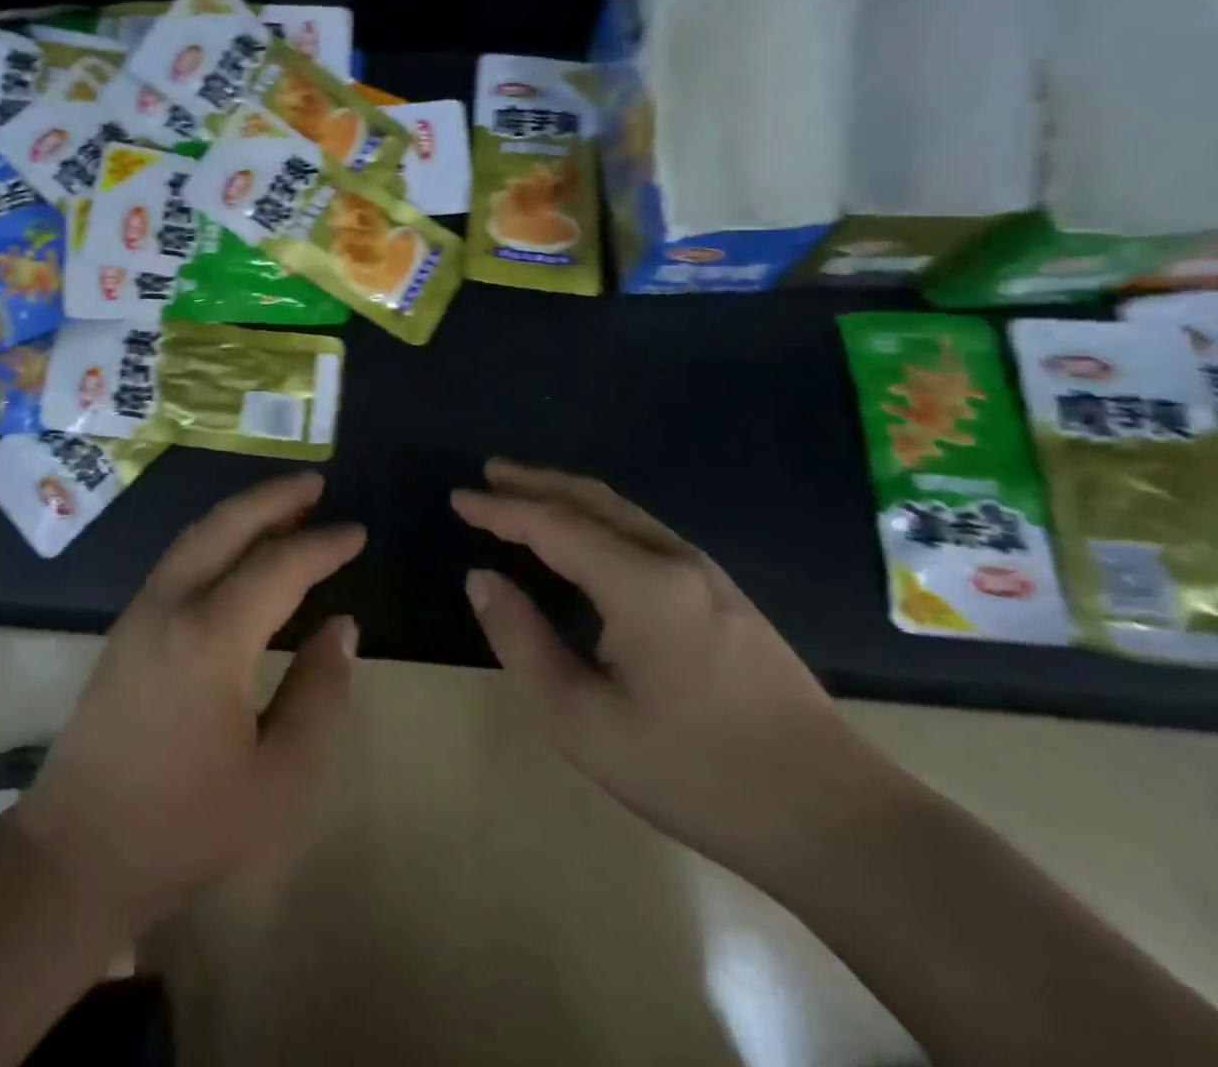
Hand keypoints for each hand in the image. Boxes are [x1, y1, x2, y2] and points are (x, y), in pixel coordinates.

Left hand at [13, 471, 360, 936]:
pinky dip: (217, 537)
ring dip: (243, 513)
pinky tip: (238, 550)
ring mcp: (141, 611)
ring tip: (286, 506)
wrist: (77, 852)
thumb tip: (341, 626)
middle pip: (226, 525)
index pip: (278, 567)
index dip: (322, 546)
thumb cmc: (185, 824)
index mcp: (211, 638)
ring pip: (197, 535)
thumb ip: (319, 694)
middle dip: (274, 497)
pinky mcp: (126, 626)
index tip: (357, 532)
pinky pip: (180, 558)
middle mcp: (171, 605)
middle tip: (316, 483)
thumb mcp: (279, 780)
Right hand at [452, 459, 907, 878]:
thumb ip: (522, 641)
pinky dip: (599, 518)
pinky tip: (586, 538)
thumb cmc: (695, 773)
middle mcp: (674, 561)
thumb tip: (482, 579)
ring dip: (568, 495)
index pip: (552, 524)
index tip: (457, 498)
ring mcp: (708, 575)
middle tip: (488, 474)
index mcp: (639, 584)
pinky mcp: (726, 596)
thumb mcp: (582, 721)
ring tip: (525, 494)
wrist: (837, 819)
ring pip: (623, 512)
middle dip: (535, 481)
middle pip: (592, 500)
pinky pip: (644, 532)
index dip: (499, 508)